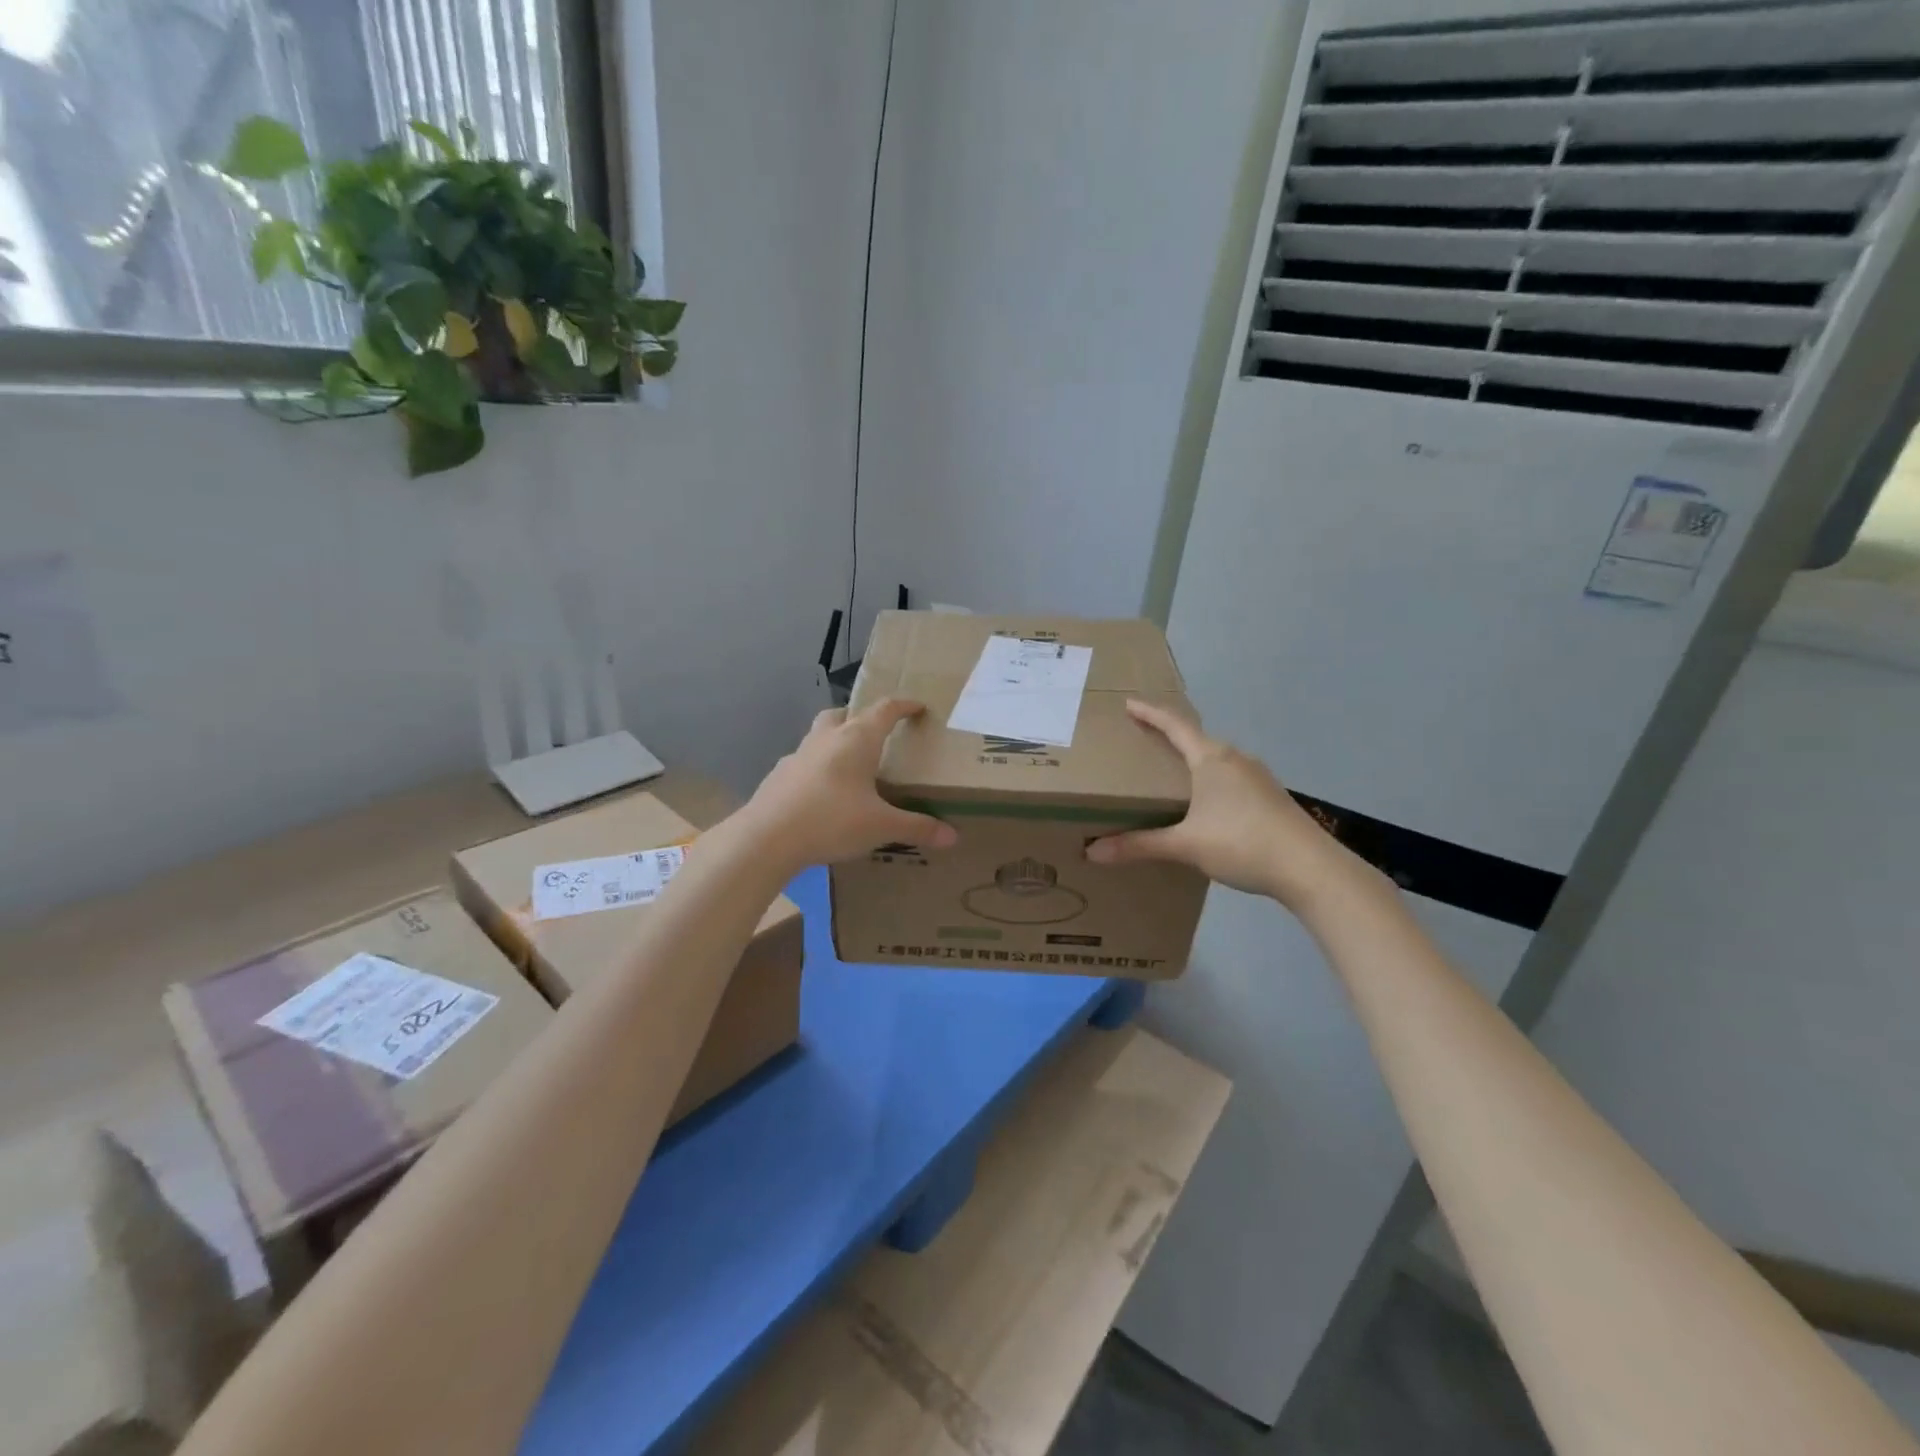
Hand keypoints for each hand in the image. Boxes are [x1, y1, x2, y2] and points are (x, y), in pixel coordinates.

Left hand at [738, 699, 957, 870]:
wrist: (766, 838)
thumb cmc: (832, 821)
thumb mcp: (881, 826)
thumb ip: (917, 827)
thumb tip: (953, 836)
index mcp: (856, 739)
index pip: (885, 710)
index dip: (904, 705)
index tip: (918, 707)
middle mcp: (826, 738)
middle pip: (844, 714)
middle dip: (861, 718)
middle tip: (876, 734)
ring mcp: (798, 755)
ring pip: (820, 735)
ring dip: (836, 741)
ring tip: (850, 766)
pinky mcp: (779, 776)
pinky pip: (803, 762)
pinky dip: (817, 769)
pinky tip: (822, 794)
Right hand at [1086, 700, 1369, 911]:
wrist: (1309, 868)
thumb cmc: (1242, 843)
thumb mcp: (1185, 845)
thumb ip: (1139, 845)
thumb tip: (1092, 852)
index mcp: (1211, 759)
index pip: (1174, 725)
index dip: (1150, 713)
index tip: (1129, 703)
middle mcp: (1235, 759)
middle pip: (1196, 738)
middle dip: (1169, 737)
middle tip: (1144, 739)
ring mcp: (1258, 777)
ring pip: (1216, 759)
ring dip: (1193, 760)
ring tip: (1172, 772)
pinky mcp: (1270, 797)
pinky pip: (1231, 777)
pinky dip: (1211, 780)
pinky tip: (1206, 803)